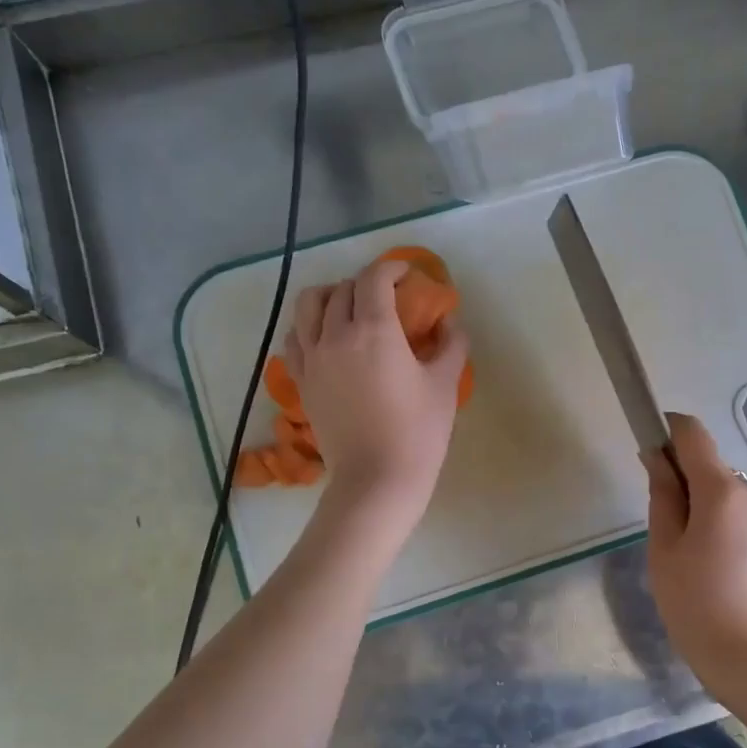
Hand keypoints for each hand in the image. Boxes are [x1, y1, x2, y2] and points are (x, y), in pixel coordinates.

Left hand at [283, 259, 469, 526]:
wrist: (377, 479)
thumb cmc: (418, 432)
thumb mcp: (445, 384)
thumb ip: (451, 344)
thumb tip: (449, 322)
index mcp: (374, 330)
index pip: (374, 278)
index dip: (391, 268)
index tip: (407, 274)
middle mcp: (335, 335)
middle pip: (342, 288)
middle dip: (366, 284)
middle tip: (387, 297)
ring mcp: (312, 358)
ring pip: (309, 305)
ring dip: (330, 296)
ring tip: (348, 308)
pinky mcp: (301, 381)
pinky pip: (295, 338)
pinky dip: (309, 326)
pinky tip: (327, 338)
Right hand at [644, 414, 746, 678]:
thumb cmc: (695, 604)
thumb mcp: (664, 549)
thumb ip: (661, 495)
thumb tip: (656, 456)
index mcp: (722, 491)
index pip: (693, 434)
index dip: (668, 431)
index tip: (650, 450)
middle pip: (711, 467)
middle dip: (685, 482)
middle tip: (666, 528)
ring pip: (730, 494)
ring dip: (707, 507)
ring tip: (694, 556)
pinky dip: (727, 525)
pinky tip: (719, 568)